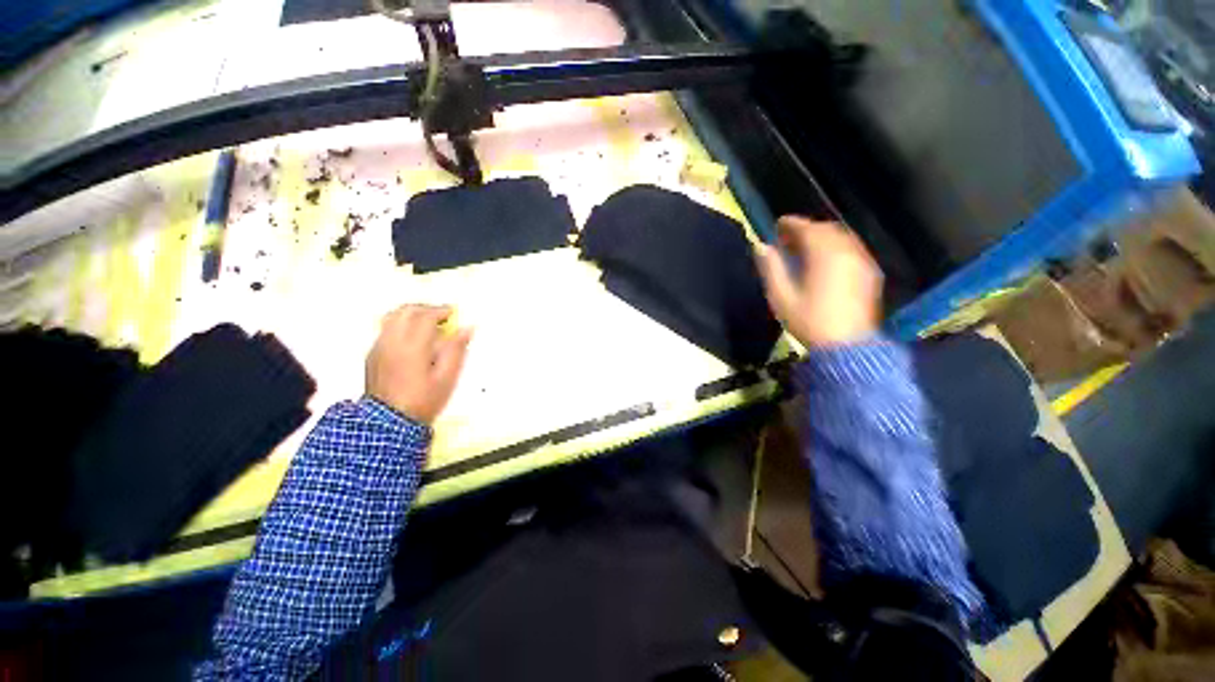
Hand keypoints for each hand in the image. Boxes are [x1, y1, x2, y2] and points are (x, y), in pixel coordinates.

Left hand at [366, 304, 471, 423]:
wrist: (388, 423)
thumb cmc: (423, 400)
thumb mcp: (447, 377)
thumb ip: (456, 350)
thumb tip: (467, 328)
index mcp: (413, 347)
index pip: (425, 316)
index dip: (441, 311)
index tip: (453, 313)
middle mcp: (392, 341)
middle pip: (405, 311)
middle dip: (425, 308)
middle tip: (441, 315)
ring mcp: (379, 347)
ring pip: (392, 317)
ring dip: (411, 314)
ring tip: (427, 323)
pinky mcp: (372, 355)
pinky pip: (386, 329)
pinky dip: (401, 325)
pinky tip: (412, 338)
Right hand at [755, 217, 882, 347]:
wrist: (846, 345)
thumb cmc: (808, 321)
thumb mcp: (781, 296)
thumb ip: (771, 268)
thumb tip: (760, 246)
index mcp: (824, 255)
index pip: (808, 228)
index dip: (791, 223)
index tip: (777, 224)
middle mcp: (846, 252)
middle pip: (826, 229)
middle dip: (807, 229)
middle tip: (788, 238)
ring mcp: (861, 261)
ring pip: (841, 237)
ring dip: (822, 237)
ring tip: (804, 248)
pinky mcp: (869, 273)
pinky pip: (852, 248)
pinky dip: (836, 246)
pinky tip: (825, 260)